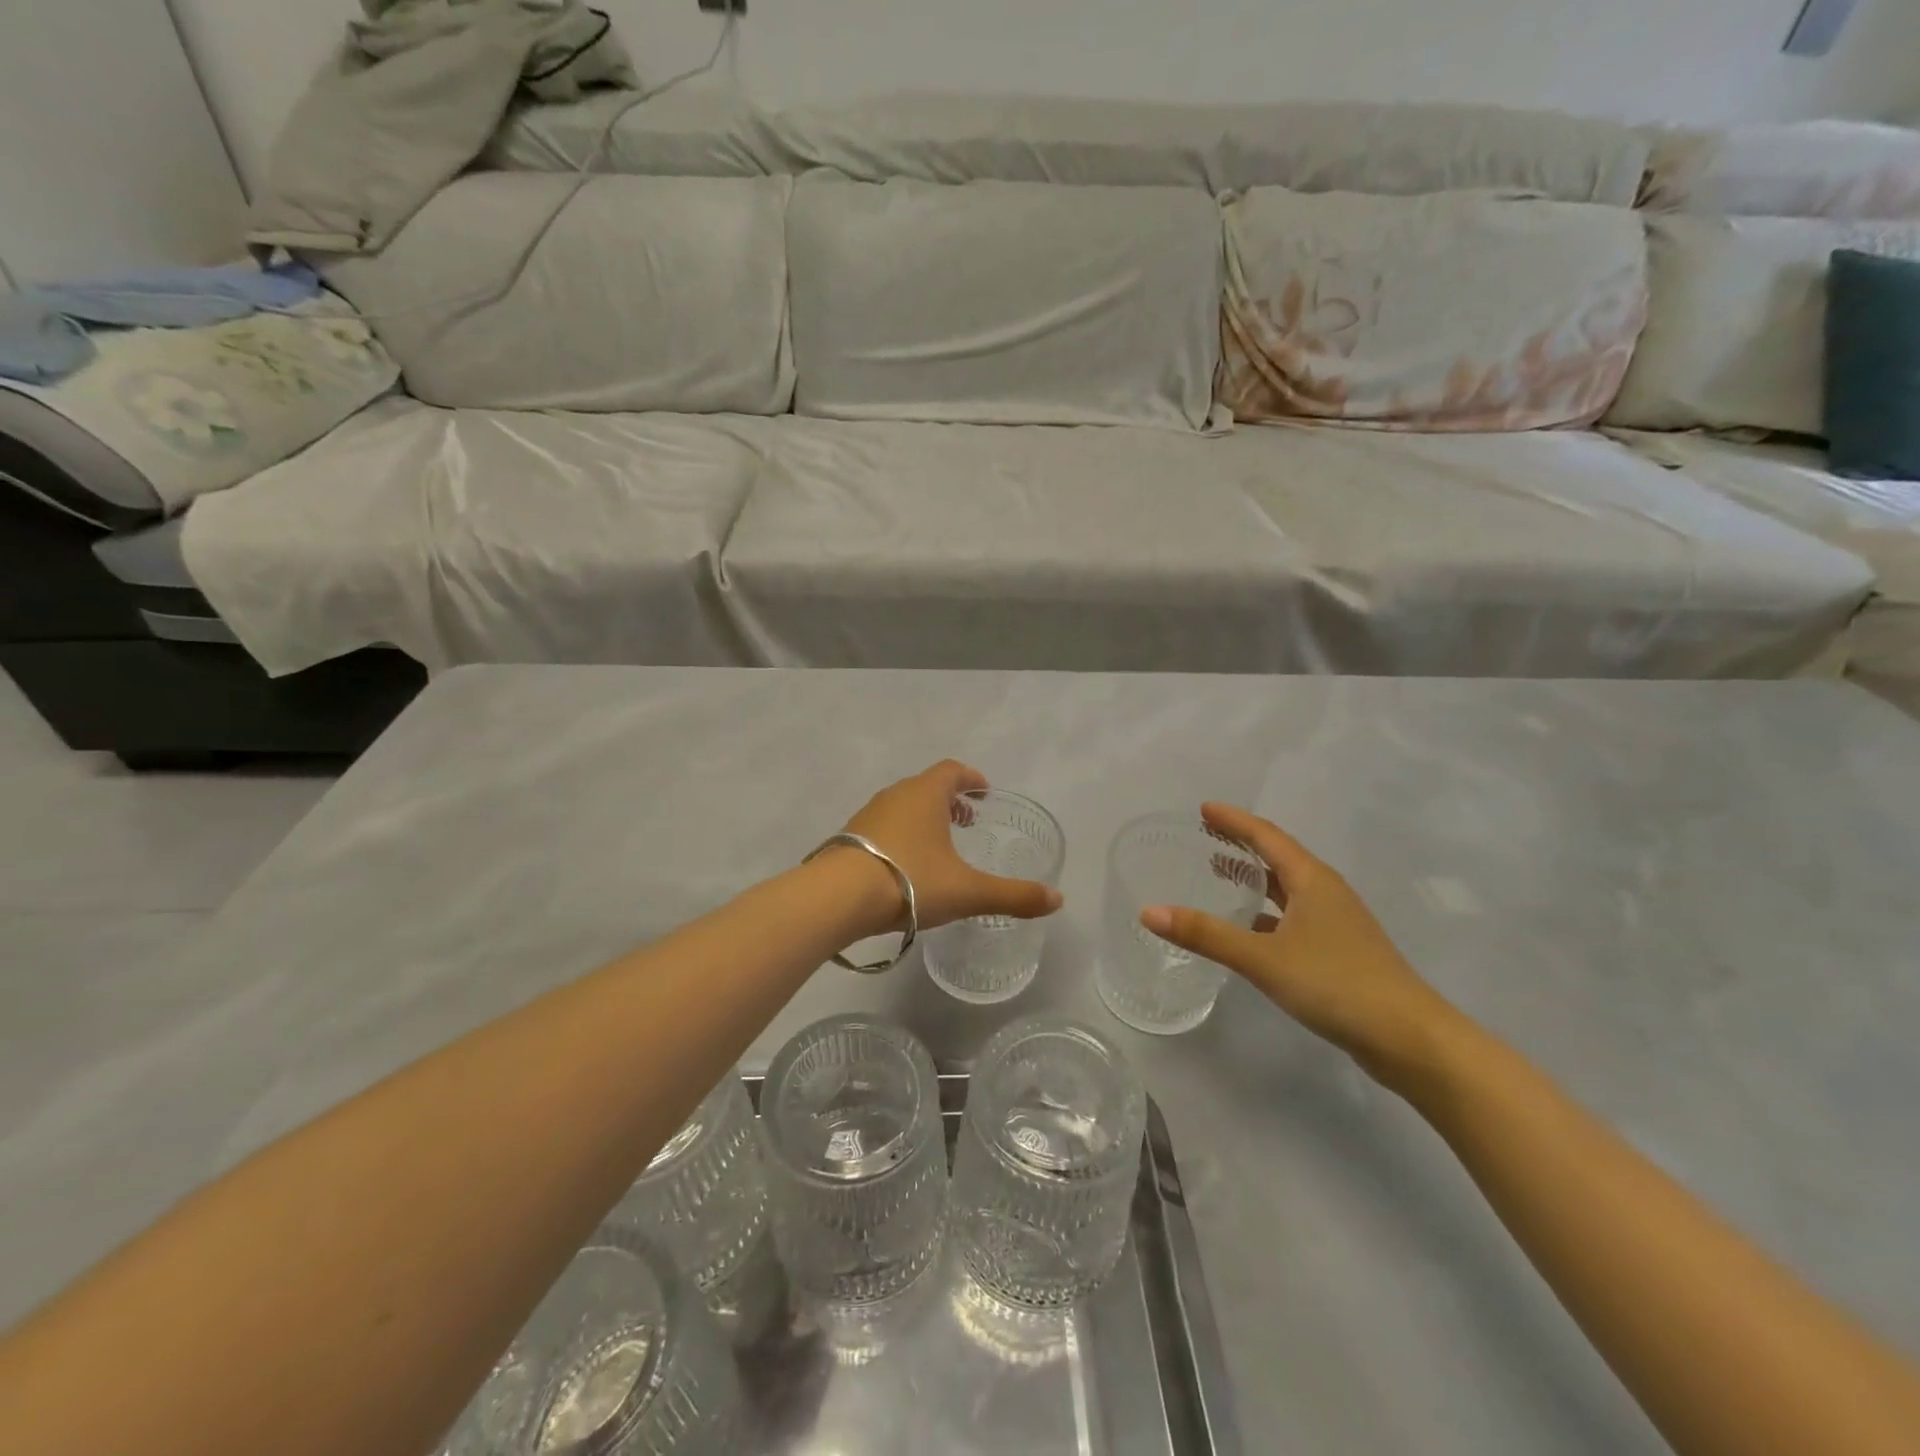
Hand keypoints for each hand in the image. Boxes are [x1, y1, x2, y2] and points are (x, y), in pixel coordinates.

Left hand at [839, 760, 1064, 932]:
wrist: (836, 898)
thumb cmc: (909, 881)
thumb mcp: (968, 892)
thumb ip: (1014, 896)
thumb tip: (1058, 899)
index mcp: (926, 794)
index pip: (953, 770)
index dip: (972, 778)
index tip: (984, 794)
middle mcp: (895, 795)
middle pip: (927, 786)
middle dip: (949, 800)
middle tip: (967, 823)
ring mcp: (867, 815)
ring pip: (902, 806)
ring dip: (923, 818)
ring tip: (938, 847)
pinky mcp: (848, 838)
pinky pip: (882, 827)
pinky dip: (900, 835)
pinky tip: (904, 867)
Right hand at [1141, 804, 1465, 1086]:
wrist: (1410, 1039)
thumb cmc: (1336, 983)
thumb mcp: (1263, 957)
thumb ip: (1206, 934)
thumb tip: (1149, 912)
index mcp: (1312, 880)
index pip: (1266, 836)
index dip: (1234, 820)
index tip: (1203, 809)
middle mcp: (1326, 893)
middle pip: (1278, 857)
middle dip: (1242, 844)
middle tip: (1205, 835)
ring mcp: (1336, 923)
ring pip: (1287, 888)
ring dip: (1254, 878)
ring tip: (1220, 873)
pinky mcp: (1340, 951)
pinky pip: (1293, 916)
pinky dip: (1266, 913)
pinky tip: (1248, 929)